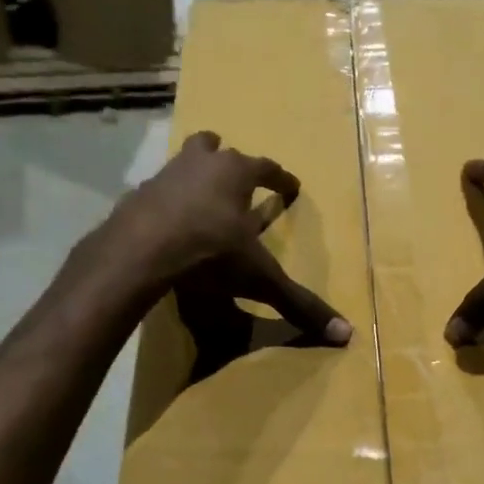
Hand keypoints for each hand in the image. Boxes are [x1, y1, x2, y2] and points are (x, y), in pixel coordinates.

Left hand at [110, 130, 351, 344]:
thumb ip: (298, 303)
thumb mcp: (259, 278)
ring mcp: (164, 175)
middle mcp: (200, 164)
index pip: (267, 168)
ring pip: (182, 162)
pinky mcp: (137, 195)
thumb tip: (345, 335)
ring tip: (199, 196)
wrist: (141, 251)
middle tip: (233, 176)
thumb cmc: (210, 253)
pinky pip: (156, 191)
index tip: (290, 186)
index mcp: (236, 173)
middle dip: (226, 158)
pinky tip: (167, 223)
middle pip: (215, 148)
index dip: (281, 178)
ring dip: (193, 174)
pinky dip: (165, 202)